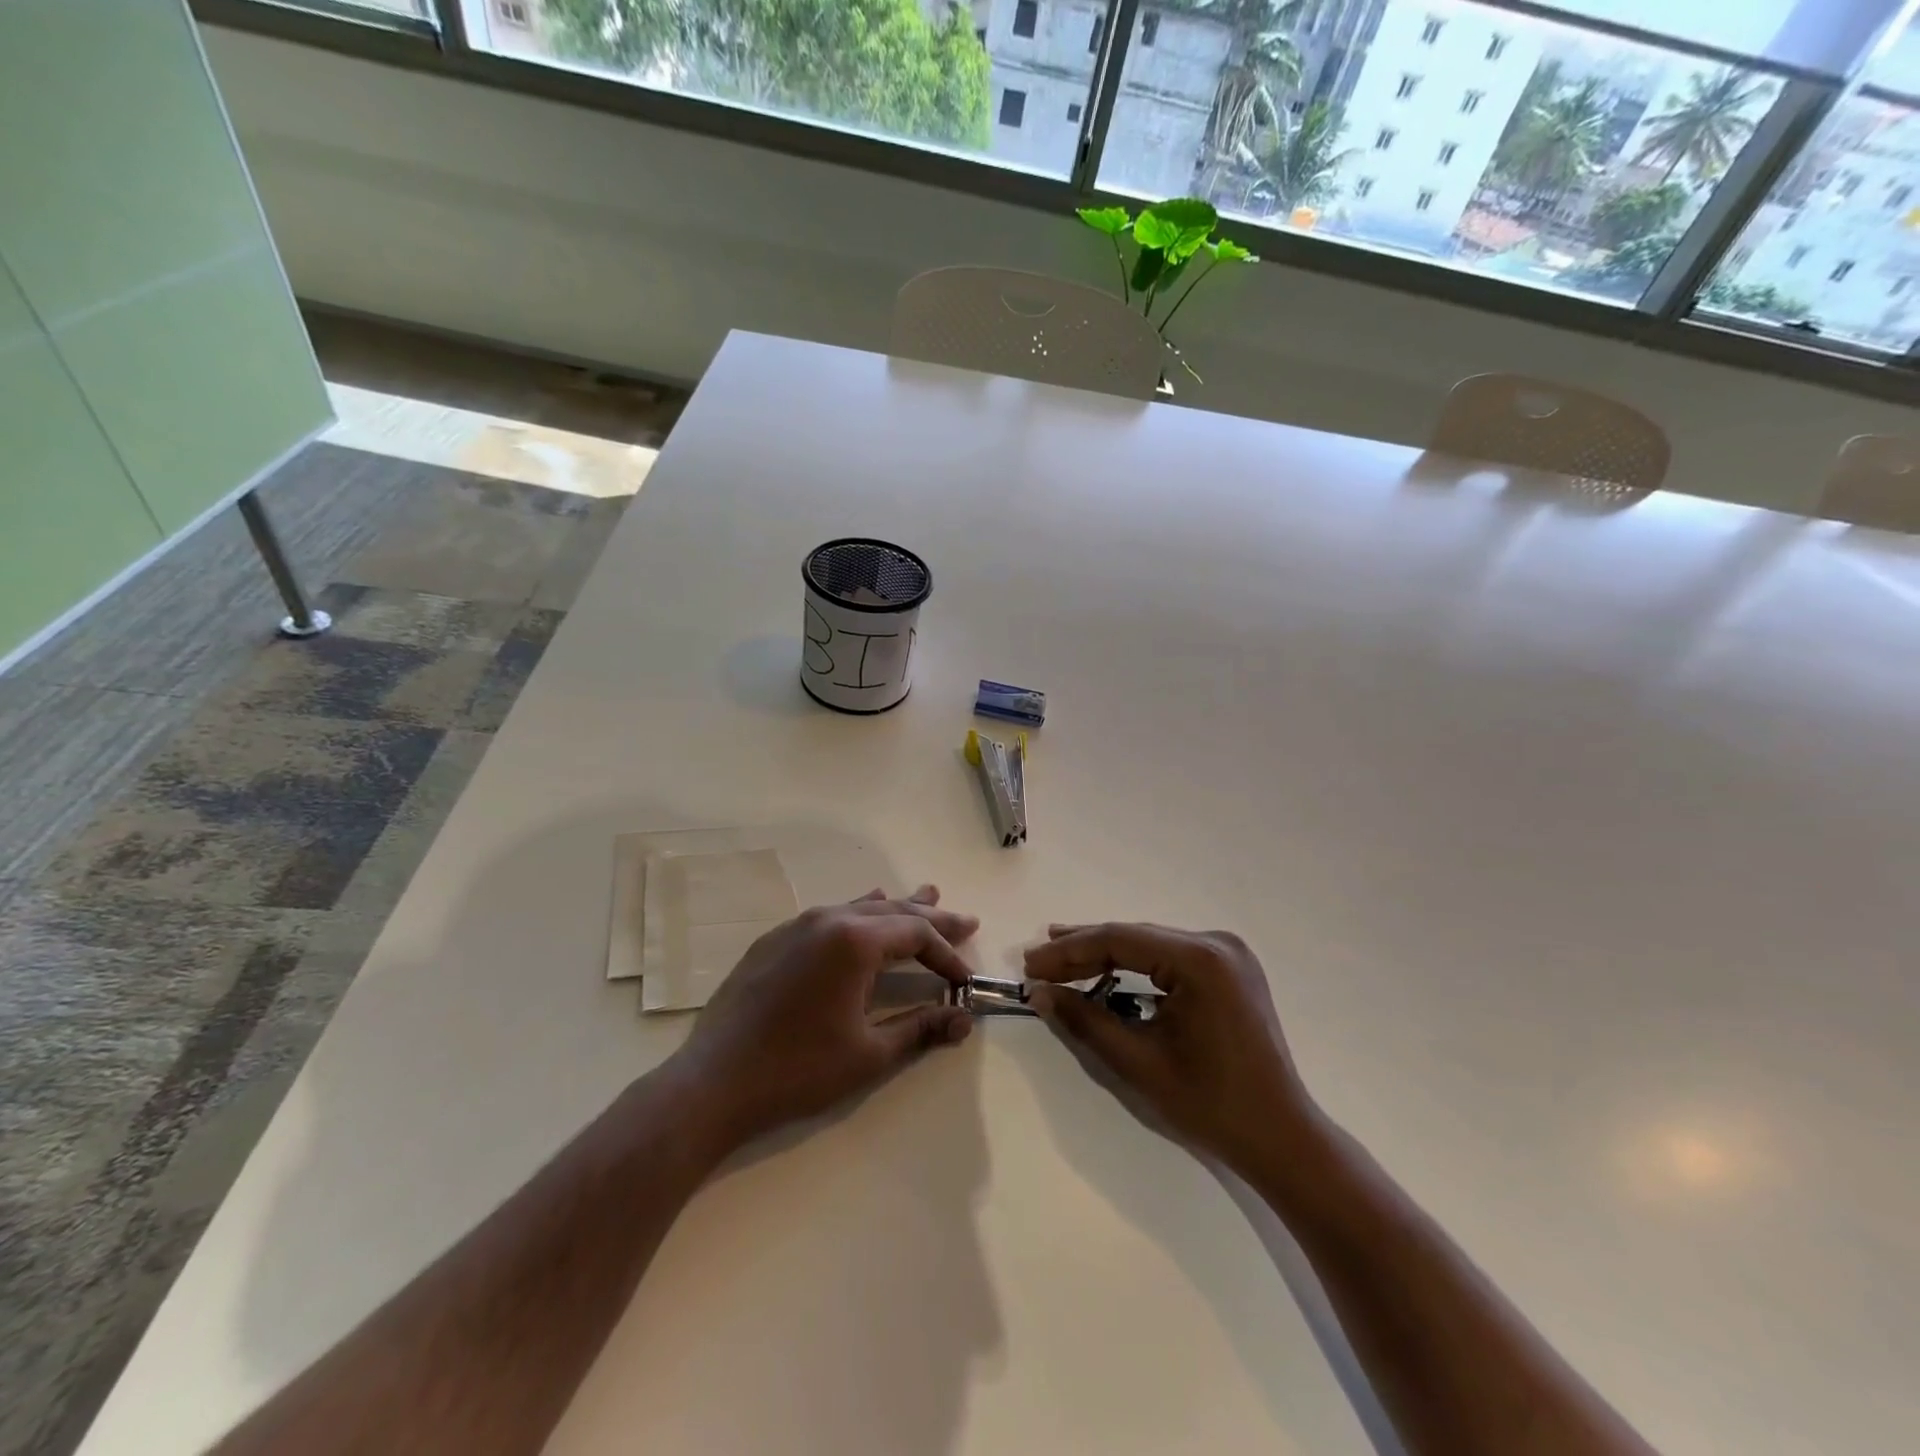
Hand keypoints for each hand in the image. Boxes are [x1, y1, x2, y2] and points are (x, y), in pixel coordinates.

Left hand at [670, 887, 977, 1150]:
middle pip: (893, 912)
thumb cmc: (798, 1069)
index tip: (965, 982)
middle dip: (933, 919)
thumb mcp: (869, 1054)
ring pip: (859, 908)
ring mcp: (796, 926)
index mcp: (855, 941)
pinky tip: (863, 909)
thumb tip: (964, 1020)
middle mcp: (828, 920)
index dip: (947, 955)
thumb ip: (920, 1029)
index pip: (917, 935)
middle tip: (967, 921)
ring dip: (896, 908)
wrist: (713, 1082)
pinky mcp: (774, 940)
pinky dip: (857, 914)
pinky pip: (829, 916)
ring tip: (928, 896)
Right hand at [1024, 923, 1315, 1176]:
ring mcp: (1228, 954)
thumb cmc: (1211, 1105)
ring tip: (1060, 959)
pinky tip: (1107, 971)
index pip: (1119, 940)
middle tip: (1037, 961)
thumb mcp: (1139, 1063)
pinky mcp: (1230, 969)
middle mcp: (1216, 943)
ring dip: (1106, 955)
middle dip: (1083, 950)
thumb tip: (1040, 993)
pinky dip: (1135, 966)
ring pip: (1150, 944)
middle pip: (1134, 937)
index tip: (1030, 965)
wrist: (1281, 1137)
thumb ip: (1085, 1021)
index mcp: (1200, 959)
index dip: (1068, 951)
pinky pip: (1169, 957)